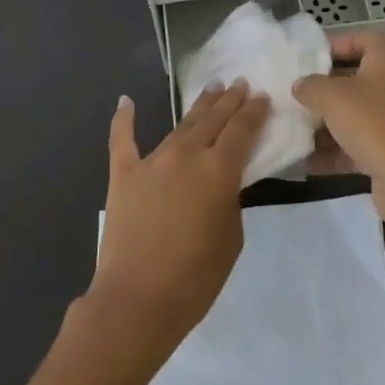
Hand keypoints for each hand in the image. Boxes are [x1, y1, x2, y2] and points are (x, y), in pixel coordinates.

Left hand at [85, 81, 268, 352]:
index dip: (254, 111)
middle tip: (239, 83)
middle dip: (229, 100)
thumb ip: (230, 201)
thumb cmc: (194, 278)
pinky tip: (125, 101)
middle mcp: (186, 154)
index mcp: (218, 170)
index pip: (242, 130)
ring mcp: (152, 161)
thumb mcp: (231, 239)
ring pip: (180, 125)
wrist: (136, 301)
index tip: (262, 96)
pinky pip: (123, 140)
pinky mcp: (123, 174)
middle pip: (213, 119)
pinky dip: (123, 119)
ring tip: (211, 91)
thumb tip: (221, 183)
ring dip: (198, 107)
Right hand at [293, 31, 384, 229]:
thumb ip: (311, 86)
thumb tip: (300, 85)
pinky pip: (362, 148)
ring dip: (329, 125)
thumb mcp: (332, 97)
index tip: (314, 56)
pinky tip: (308, 164)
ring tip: (297, 131)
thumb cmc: (374, 125)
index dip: (342, 42)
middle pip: (361, 80)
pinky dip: (337, 153)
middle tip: (300, 96)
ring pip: (359, 117)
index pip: (370, 40)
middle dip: (328, 89)